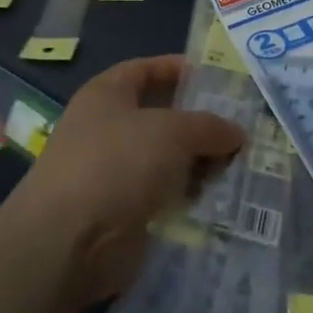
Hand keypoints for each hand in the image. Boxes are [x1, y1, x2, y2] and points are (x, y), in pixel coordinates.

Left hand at [7, 56, 244, 303]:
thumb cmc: (117, 164)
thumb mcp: (173, 131)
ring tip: (243, 166)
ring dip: (199, 164)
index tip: (218, 78)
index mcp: (106, 95)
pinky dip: (189, 198)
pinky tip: (221, 200)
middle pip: (161, 118)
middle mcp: (106, 129)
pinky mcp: (121, 213)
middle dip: (200, 123)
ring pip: (166, 161)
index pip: (145, 69)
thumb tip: (235, 134)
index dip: (179, 69)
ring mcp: (112, 173)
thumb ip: (208, 126)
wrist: (68, 243)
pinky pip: (164, 197)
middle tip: (243, 127)